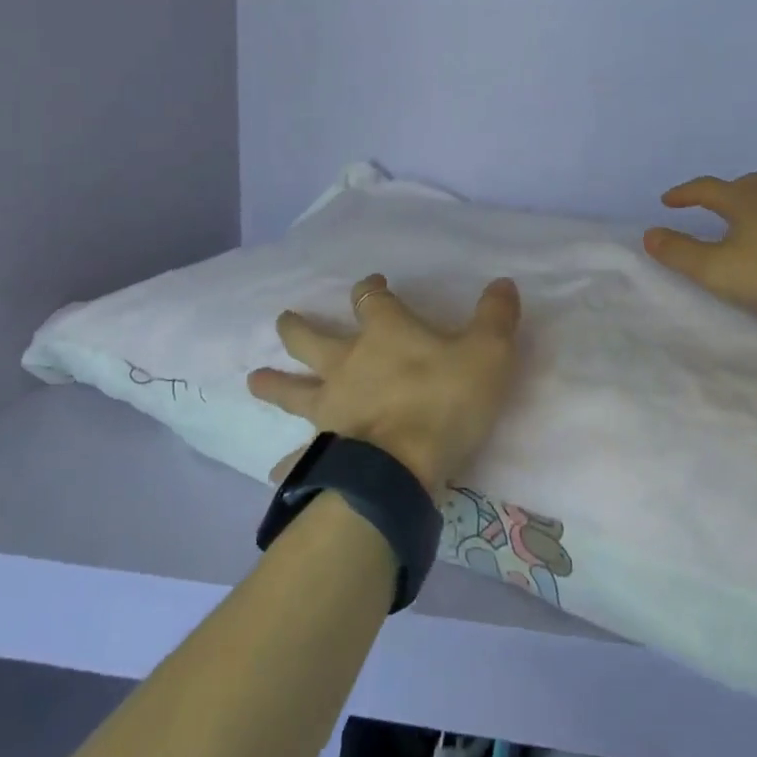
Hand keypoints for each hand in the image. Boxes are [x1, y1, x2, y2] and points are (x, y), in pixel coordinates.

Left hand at [248, 274, 522, 495]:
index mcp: (384, 333)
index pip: (371, 298)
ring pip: (292, 390)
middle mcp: (347, 363)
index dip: (371, 288)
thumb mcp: (489, 353)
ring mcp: (329, 407)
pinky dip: (288, 464)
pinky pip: (299, 457)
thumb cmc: (444, 401)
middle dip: (299, 327)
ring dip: (273, 383)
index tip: (373, 283)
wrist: (401, 469)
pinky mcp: (324, 448)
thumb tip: (503, 283)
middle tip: (284, 320)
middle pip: (312, 338)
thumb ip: (497, 316)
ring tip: (253, 380)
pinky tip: (273, 473)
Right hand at [643, 173, 756, 308]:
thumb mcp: (720, 269)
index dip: (684, 194)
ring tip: (756, 219)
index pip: (704, 189)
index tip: (668, 201)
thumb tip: (648, 234)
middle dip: (724, 196)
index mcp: (741, 197)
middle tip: (713, 209)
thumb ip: (681, 253)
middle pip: (742, 186)